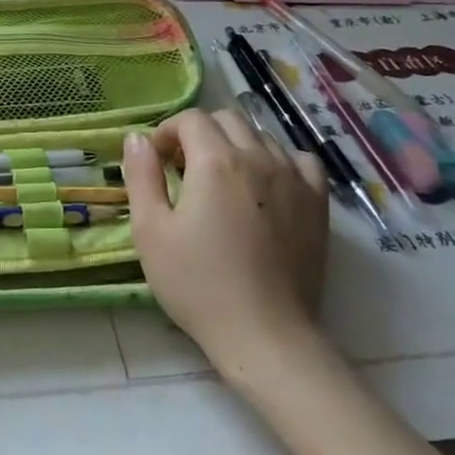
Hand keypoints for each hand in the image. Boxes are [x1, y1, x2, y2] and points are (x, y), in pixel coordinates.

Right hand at [121, 108, 330, 373]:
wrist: (264, 334)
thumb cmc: (197, 284)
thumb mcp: (150, 231)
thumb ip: (141, 176)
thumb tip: (137, 138)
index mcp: (216, 161)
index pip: (190, 119)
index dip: (167, 132)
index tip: (157, 161)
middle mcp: (259, 157)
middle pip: (227, 119)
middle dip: (200, 134)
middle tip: (184, 170)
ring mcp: (294, 179)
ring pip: (262, 136)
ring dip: (236, 145)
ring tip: (222, 180)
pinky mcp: (317, 203)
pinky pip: (300, 160)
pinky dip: (278, 160)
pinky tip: (266, 184)